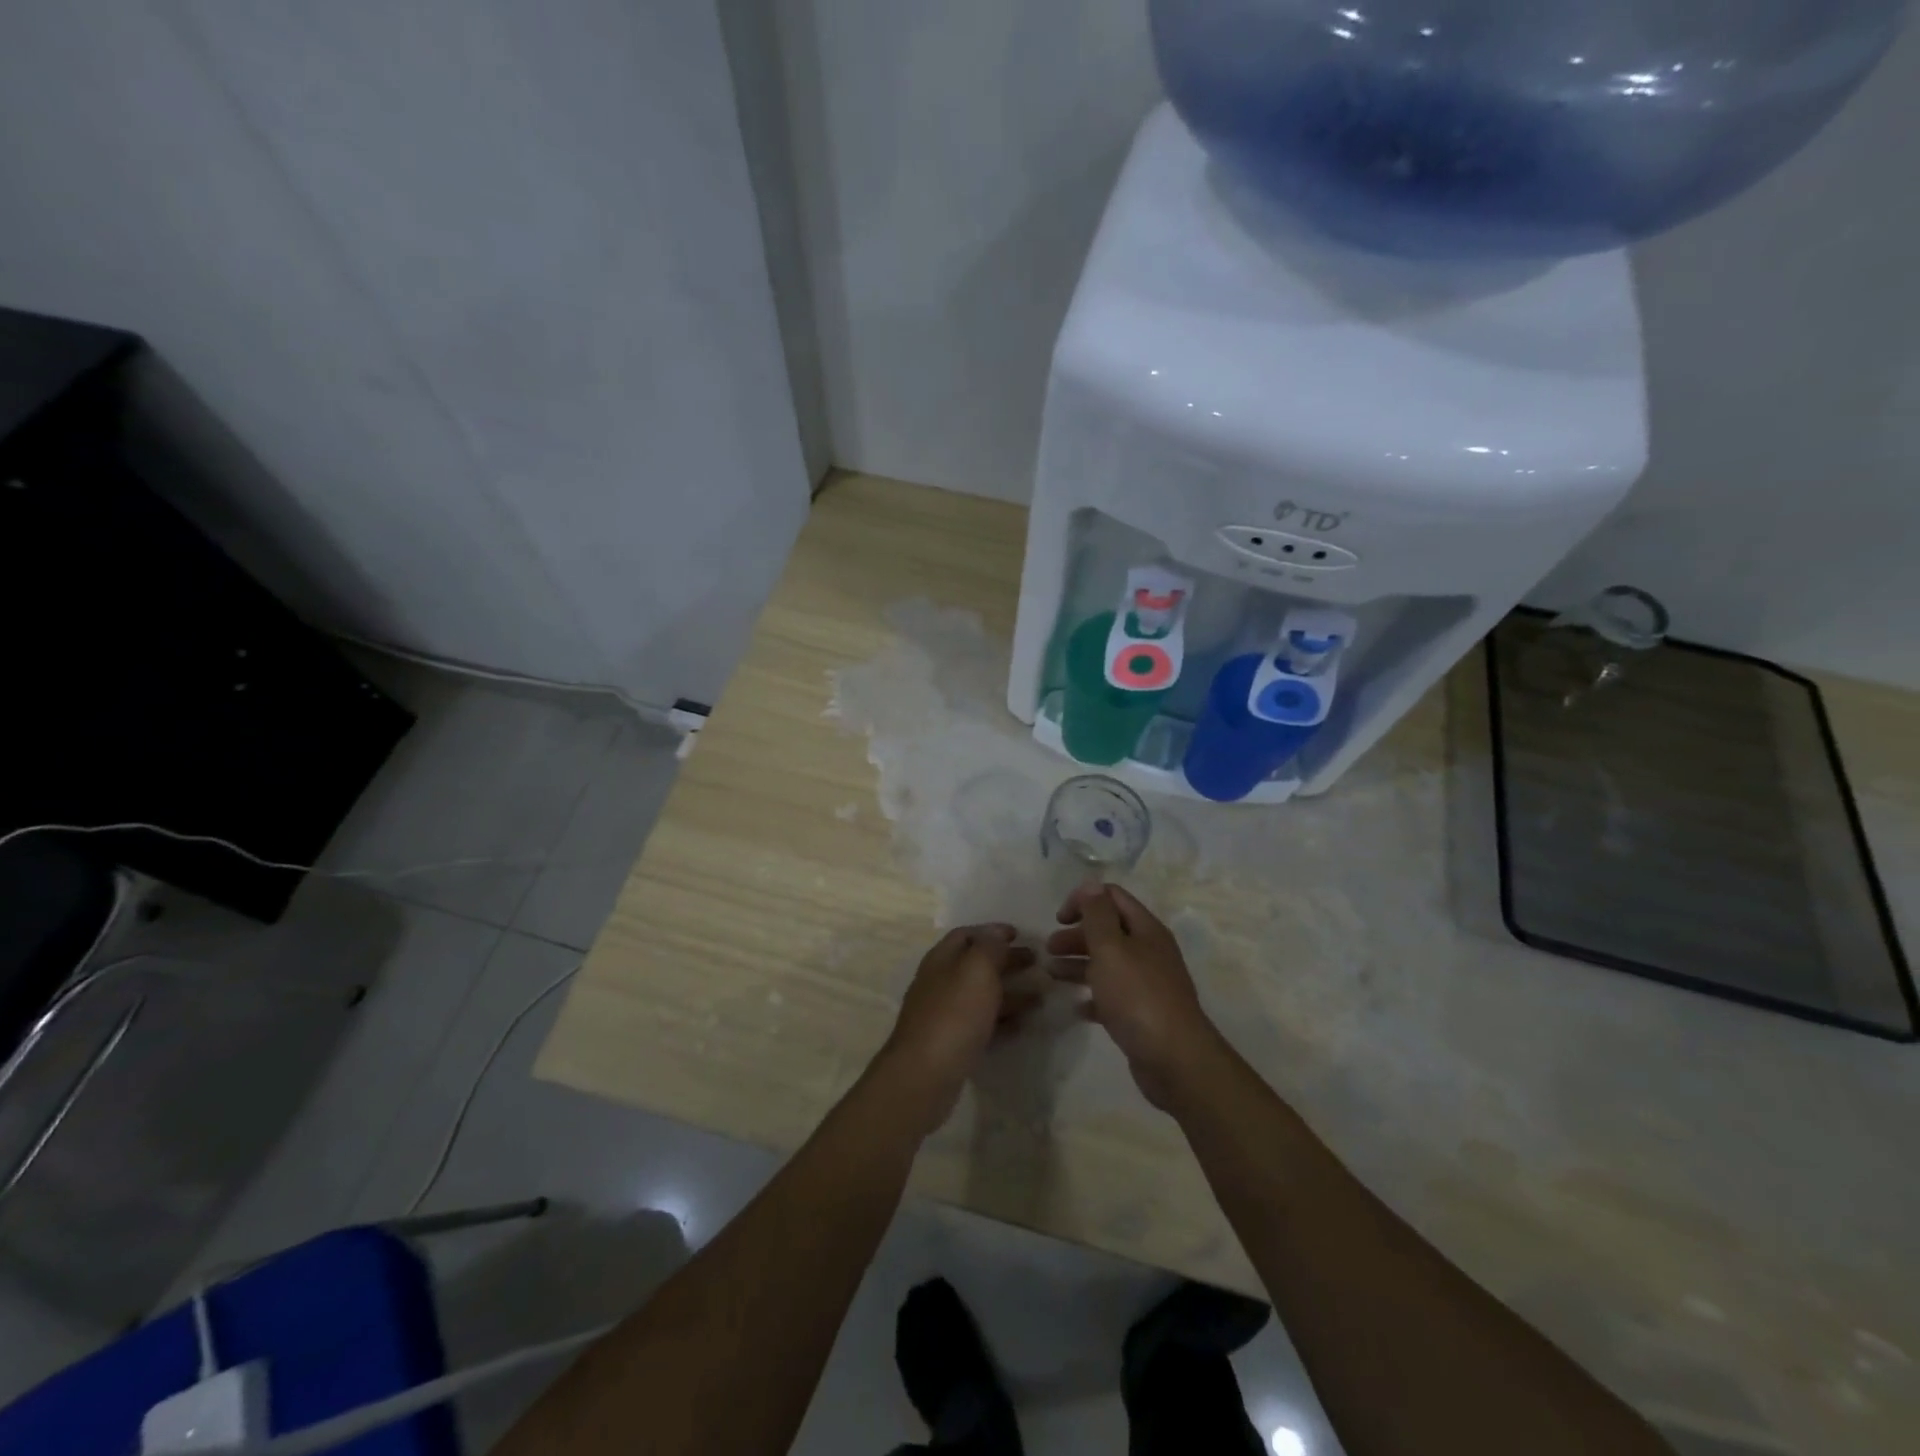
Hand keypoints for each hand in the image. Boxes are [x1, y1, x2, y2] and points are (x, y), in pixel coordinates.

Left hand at [876, 924, 1038, 1133]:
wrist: (925, 1075)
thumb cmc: (954, 1014)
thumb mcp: (976, 970)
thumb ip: (989, 947)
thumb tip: (995, 932)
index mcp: (942, 959)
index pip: (967, 934)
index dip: (993, 932)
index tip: (1020, 934)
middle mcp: (940, 982)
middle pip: (976, 964)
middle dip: (1006, 960)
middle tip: (1037, 962)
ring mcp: (944, 1014)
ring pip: (981, 994)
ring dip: (1009, 991)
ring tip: (1040, 996)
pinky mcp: (951, 1042)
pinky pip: (981, 1022)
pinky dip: (1002, 1018)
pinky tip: (1021, 1024)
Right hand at [1047, 885, 1220, 1109]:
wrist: (1175, 1059)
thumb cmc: (1138, 996)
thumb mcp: (1111, 949)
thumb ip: (1097, 915)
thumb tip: (1091, 883)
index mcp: (1145, 930)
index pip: (1112, 897)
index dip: (1083, 900)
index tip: (1058, 919)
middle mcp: (1149, 951)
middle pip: (1108, 931)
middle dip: (1076, 935)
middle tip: (1049, 949)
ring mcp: (1148, 984)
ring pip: (1108, 964)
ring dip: (1078, 964)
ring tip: (1051, 975)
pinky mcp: (1143, 1014)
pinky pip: (1113, 997)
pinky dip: (1092, 997)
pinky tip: (1076, 1006)